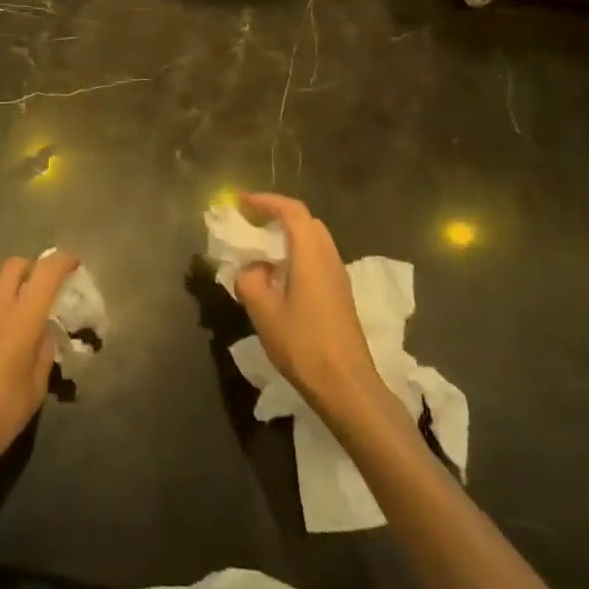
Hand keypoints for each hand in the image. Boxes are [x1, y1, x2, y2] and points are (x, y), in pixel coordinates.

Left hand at [0, 252, 76, 500]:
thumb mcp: (35, 389)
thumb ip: (43, 353)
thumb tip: (43, 334)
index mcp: (20, 319)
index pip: (45, 273)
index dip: (62, 261)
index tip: (74, 264)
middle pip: (14, 266)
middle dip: (34, 268)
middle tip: (47, 288)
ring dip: (15, 292)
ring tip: (27, 323)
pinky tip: (2, 344)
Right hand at [233, 194, 391, 428]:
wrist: (347, 387)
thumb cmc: (304, 345)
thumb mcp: (264, 313)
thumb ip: (250, 281)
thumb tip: (251, 270)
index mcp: (311, 255)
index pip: (292, 211)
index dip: (266, 201)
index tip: (241, 202)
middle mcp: (329, 258)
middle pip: (306, 222)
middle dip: (277, 215)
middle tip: (251, 222)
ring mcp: (338, 277)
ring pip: (314, 241)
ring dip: (288, 236)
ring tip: (261, 249)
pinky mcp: (341, 295)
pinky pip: (317, 259)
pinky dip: (296, 254)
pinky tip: (279, 277)